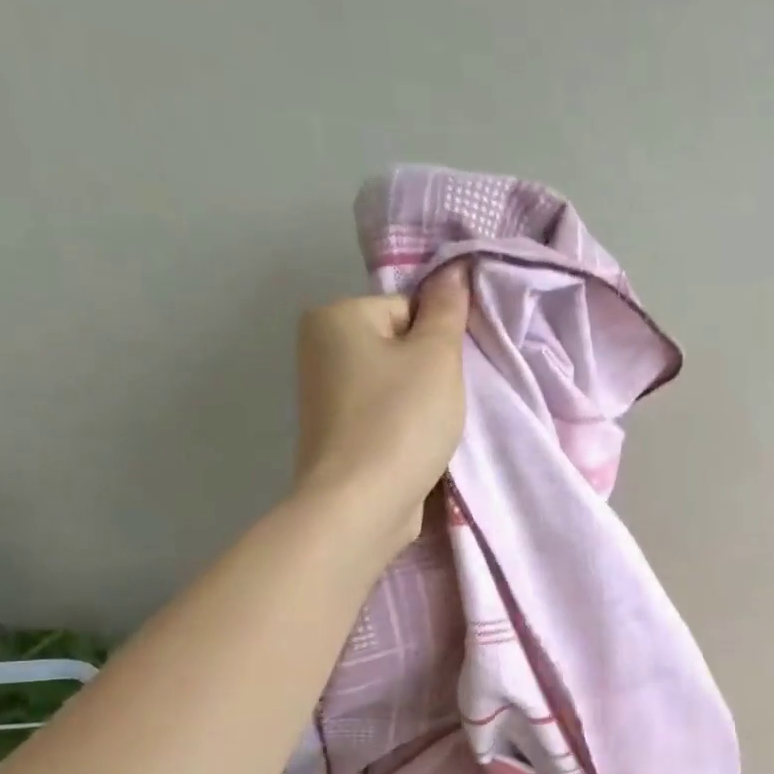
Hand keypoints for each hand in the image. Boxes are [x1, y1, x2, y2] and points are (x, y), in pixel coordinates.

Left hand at [293, 261, 470, 553]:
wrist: (361, 503)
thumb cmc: (401, 420)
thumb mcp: (437, 357)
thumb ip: (448, 310)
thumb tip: (455, 270)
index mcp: (335, 316)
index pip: (408, 309)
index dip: (438, 341)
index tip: (449, 376)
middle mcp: (319, 349)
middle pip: (400, 347)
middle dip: (429, 373)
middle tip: (445, 404)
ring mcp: (324, 397)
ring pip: (394, 385)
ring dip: (421, 404)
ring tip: (433, 431)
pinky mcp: (336, 436)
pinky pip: (383, 416)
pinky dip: (403, 428)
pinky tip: (416, 448)